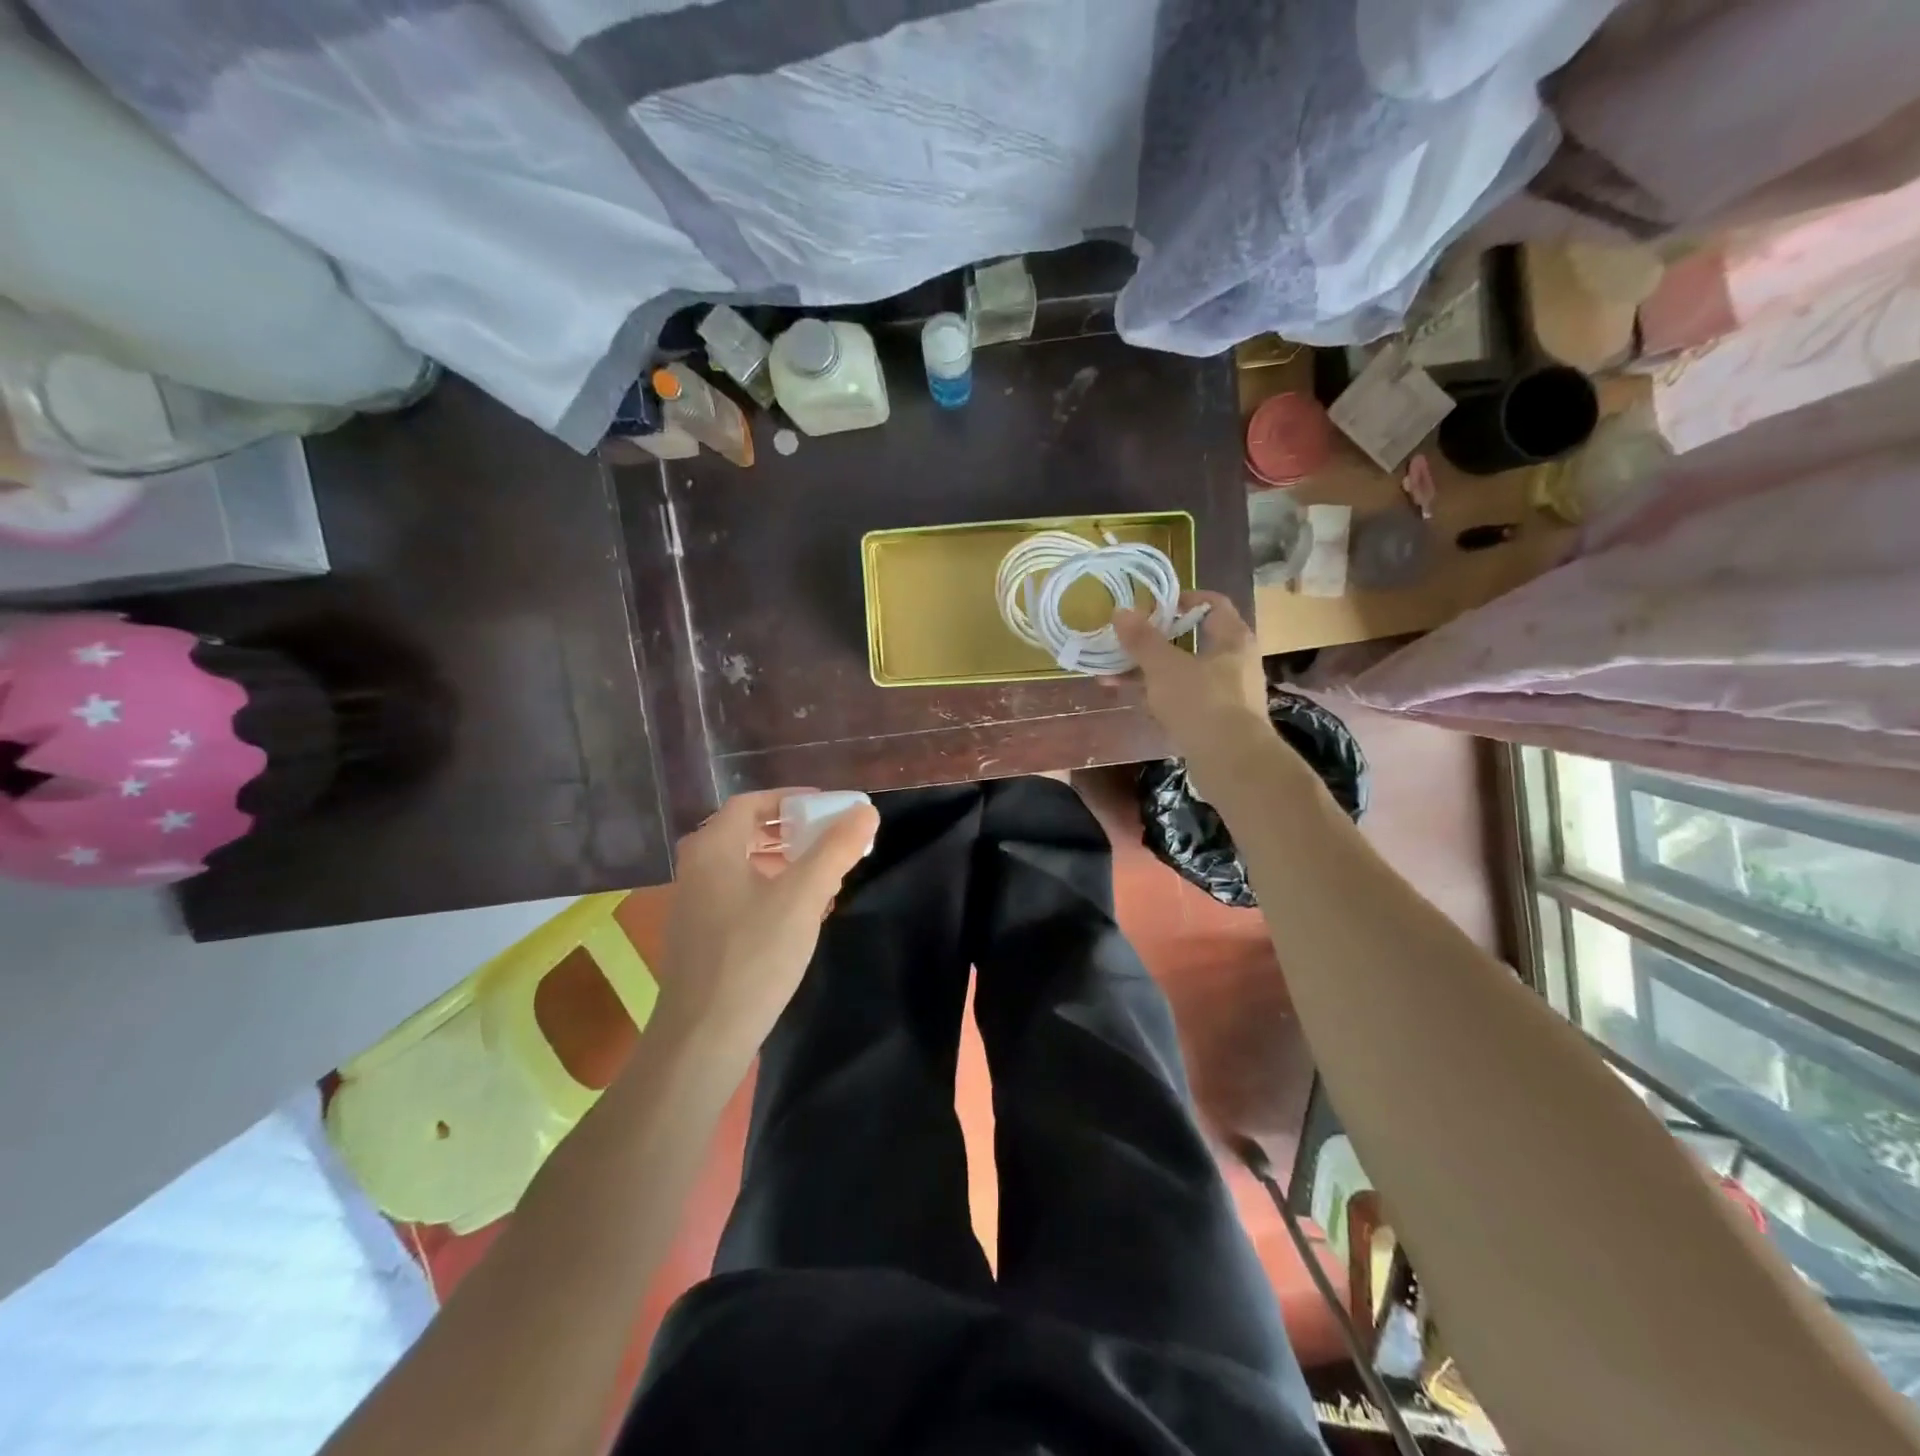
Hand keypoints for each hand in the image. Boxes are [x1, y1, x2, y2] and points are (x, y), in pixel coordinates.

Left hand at [653, 789, 878, 1065]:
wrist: (704, 1036)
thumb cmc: (753, 955)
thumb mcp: (803, 896)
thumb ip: (836, 849)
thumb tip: (866, 811)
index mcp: (714, 848)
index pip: (752, 802)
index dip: (792, 799)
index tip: (829, 808)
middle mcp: (697, 868)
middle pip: (748, 832)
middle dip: (794, 832)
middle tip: (831, 840)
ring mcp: (694, 903)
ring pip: (746, 866)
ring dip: (786, 863)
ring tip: (825, 877)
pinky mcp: (701, 935)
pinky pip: (740, 894)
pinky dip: (772, 890)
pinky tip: (802, 914)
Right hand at [1112, 591, 1268, 765]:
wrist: (1232, 763)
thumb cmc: (1202, 702)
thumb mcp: (1164, 667)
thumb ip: (1141, 639)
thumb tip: (1120, 612)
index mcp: (1233, 638)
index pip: (1212, 603)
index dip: (1183, 598)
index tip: (1154, 603)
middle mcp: (1236, 662)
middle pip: (1194, 640)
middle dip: (1156, 641)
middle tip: (1126, 641)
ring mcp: (1229, 694)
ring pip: (1185, 673)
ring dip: (1150, 673)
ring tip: (1113, 676)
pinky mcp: (1219, 722)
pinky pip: (1185, 700)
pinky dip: (1160, 698)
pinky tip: (1134, 703)